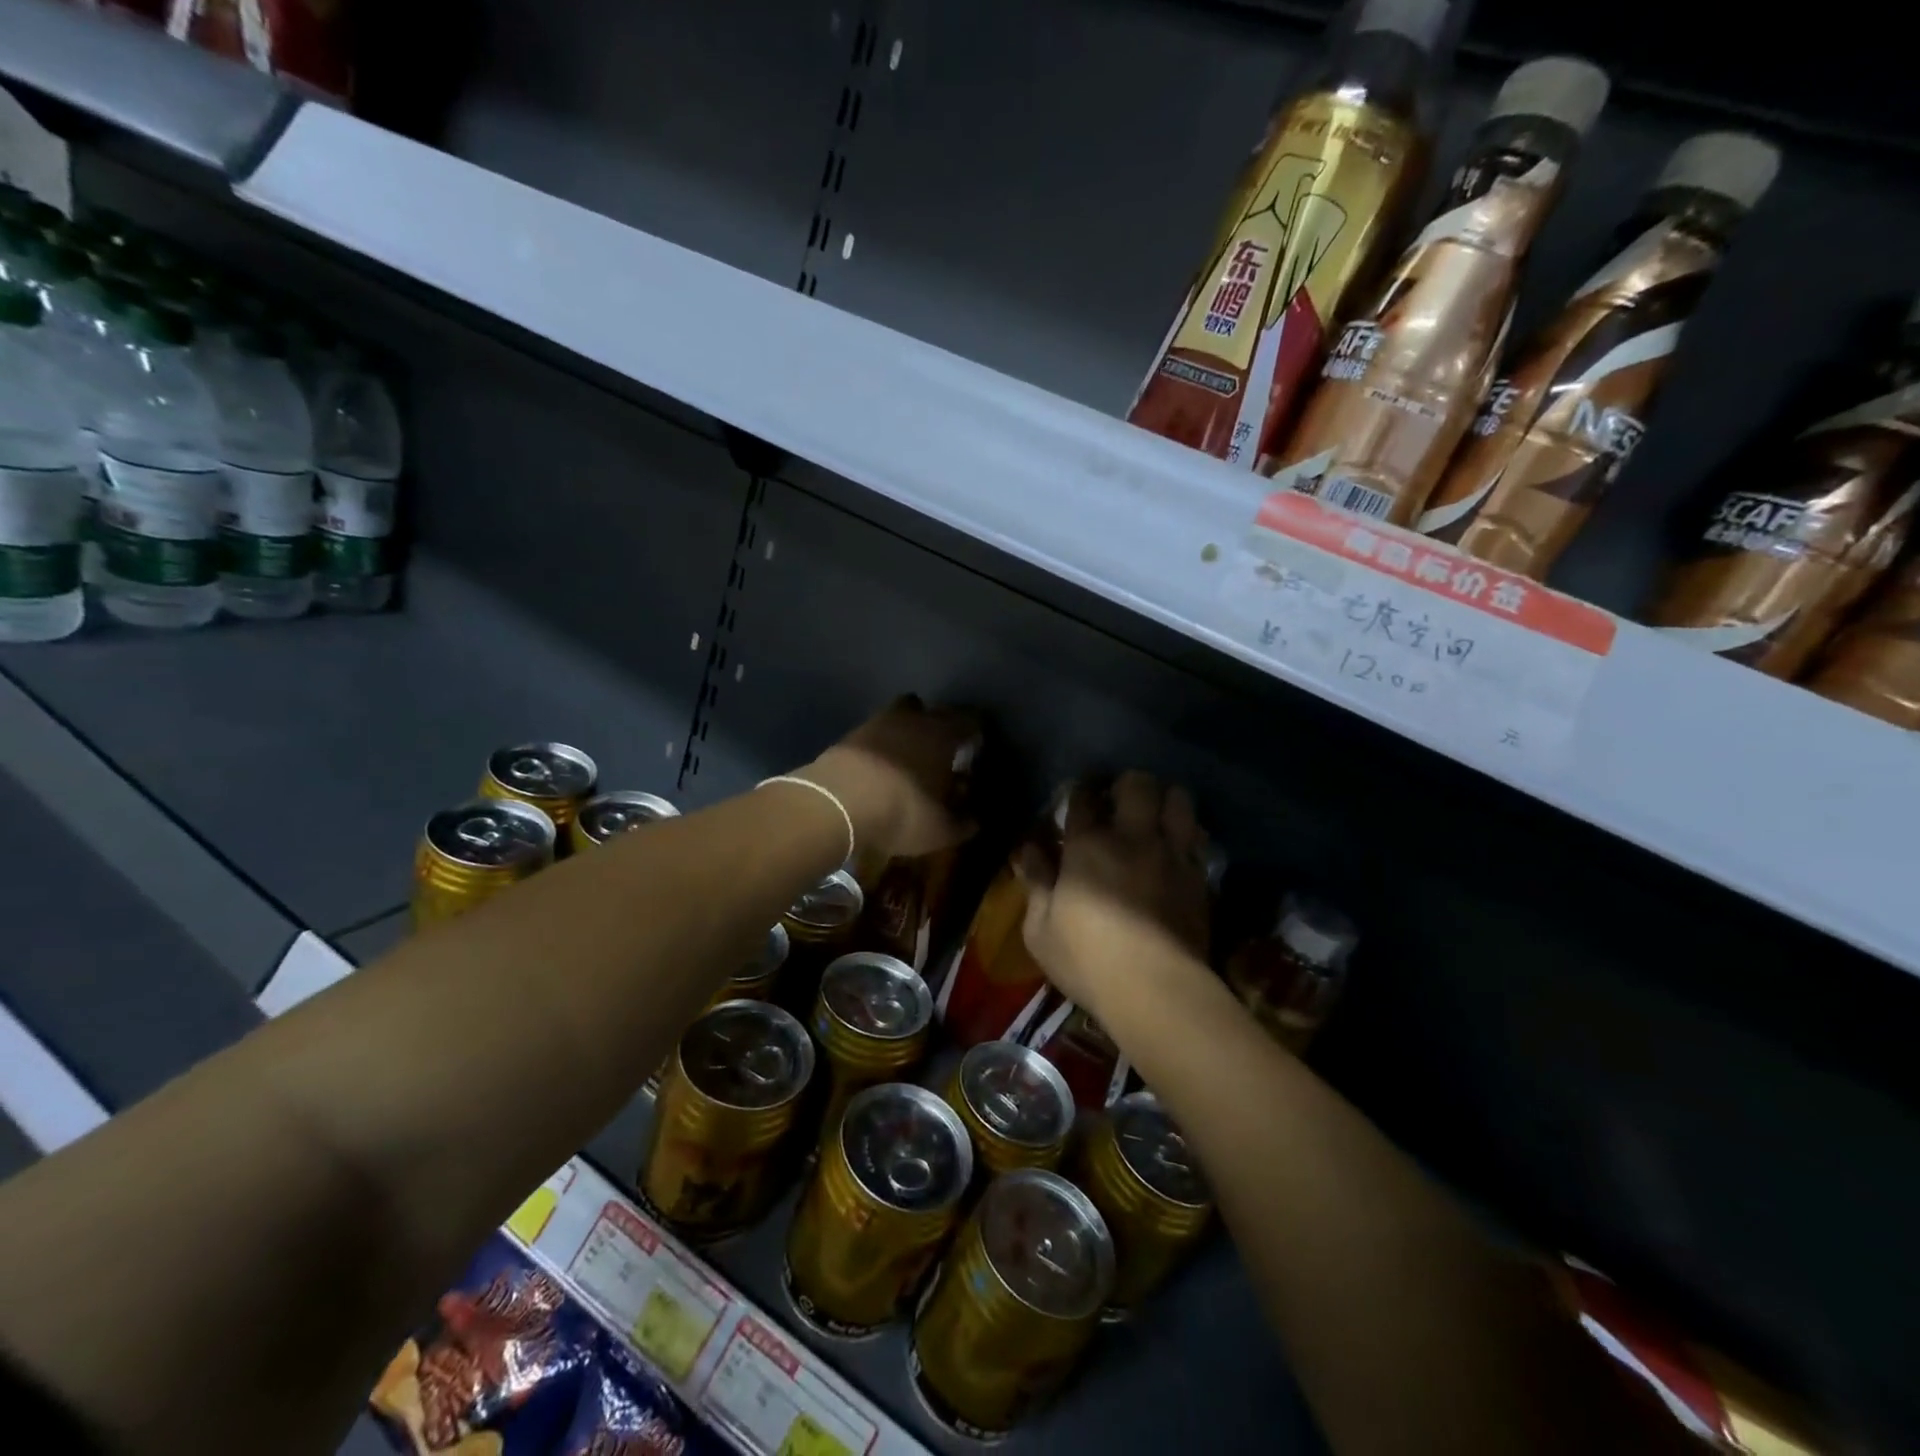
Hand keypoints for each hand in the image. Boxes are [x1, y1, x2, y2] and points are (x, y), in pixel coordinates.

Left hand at [802, 696, 981, 860]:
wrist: (838, 803)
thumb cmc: (903, 811)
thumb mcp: (941, 829)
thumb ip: (962, 823)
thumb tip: (974, 820)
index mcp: (944, 734)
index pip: (970, 721)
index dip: (975, 735)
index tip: (974, 753)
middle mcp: (914, 719)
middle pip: (935, 711)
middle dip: (942, 727)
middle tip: (943, 753)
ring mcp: (878, 722)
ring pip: (902, 714)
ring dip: (908, 729)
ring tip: (909, 755)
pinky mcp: (850, 734)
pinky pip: (875, 731)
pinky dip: (881, 744)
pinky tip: (879, 766)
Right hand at [1018, 772, 1212, 1017]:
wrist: (1157, 990)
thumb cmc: (1087, 960)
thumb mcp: (1040, 929)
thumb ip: (1036, 882)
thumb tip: (1028, 849)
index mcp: (1088, 846)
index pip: (1084, 798)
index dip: (1080, 792)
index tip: (1078, 799)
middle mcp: (1133, 838)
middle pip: (1137, 784)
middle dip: (1127, 784)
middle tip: (1119, 801)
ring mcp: (1171, 854)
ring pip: (1178, 800)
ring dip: (1165, 800)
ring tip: (1154, 816)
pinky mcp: (1199, 877)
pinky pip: (1198, 838)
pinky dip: (1186, 834)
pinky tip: (1177, 848)